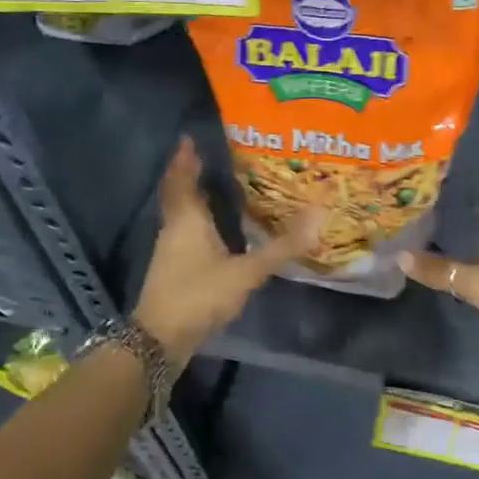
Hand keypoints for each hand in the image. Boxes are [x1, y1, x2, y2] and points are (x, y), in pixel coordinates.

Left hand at [133, 138, 318, 364]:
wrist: (160, 340)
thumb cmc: (199, 294)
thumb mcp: (246, 272)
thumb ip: (280, 248)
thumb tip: (318, 216)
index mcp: (188, 220)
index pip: (182, 180)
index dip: (184, 159)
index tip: (188, 139)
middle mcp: (174, 229)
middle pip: (178, 194)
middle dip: (189, 174)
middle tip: (205, 157)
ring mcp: (169, 251)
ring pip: (180, 214)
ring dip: (192, 198)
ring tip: (213, 186)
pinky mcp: (172, 271)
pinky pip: (183, 233)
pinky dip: (195, 222)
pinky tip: (212, 230)